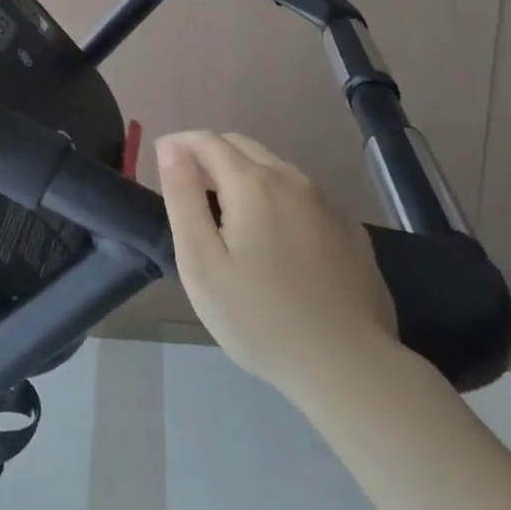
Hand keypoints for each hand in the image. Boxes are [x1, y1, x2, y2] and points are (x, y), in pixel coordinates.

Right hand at [156, 131, 401, 399]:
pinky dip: (277, 198)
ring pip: (275, 168)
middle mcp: (292, 180)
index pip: (207, 141)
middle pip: (242, 145)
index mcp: (252, 184)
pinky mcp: (351, 230)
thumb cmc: (259, 318)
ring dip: (244, 174)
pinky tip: (275, 238)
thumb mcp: (201, 262)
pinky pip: (303, 196)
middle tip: (189, 186)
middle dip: (210, 153)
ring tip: (228, 212)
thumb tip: (170, 148)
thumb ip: (183, 197)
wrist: (349, 368)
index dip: (179, 143)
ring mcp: (327, 204)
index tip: (160, 159)